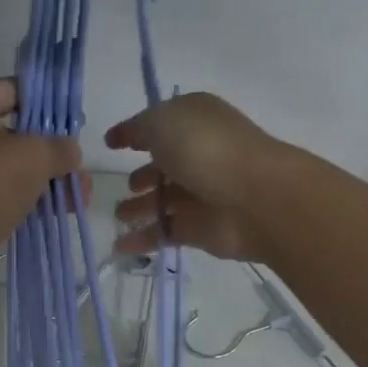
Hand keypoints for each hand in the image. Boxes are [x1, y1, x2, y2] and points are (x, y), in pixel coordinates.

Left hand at [0, 79, 79, 291]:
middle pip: (12, 134)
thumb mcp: (36, 156)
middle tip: (78, 174)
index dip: (48, 106)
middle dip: (49, 155)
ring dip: (41, 183)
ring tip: (75, 202)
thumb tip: (70, 151)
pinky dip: (19, 204)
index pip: (13, 90)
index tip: (75, 126)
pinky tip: (48, 218)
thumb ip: (60, 148)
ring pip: (4, 170)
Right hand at [106, 93, 285, 260]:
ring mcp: (203, 193)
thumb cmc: (206, 149)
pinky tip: (120, 246)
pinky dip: (144, 239)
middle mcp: (200, 154)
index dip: (135, 132)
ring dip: (141, 207)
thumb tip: (126, 135)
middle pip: (165, 165)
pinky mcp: (202, 229)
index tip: (111, 144)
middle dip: (143, 175)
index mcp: (194, 120)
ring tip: (119, 215)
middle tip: (123, 185)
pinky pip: (166, 232)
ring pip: (165, 200)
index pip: (160, 123)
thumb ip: (138, 128)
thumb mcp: (162, 122)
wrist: (255, 198)